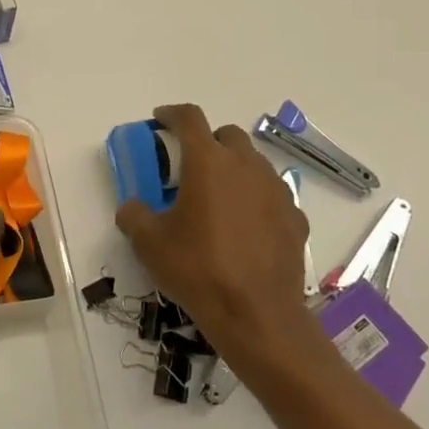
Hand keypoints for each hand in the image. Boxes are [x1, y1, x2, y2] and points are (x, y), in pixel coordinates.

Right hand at [115, 104, 332, 382]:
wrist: (256, 315)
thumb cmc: (197, 269)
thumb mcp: (149, 243)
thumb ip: (134, 215)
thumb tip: (132, 208)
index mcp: (208, 163)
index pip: (189, 119)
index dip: (171, 114)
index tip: (160, 119)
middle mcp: (246, 166)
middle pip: (227, 135)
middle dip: (207, 141)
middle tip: (188, 166)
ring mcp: (276, 191)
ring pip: (253, 163)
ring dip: (233, 169)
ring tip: (217, 199)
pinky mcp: (295, 218)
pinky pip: (272, 196)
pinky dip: (255, 200)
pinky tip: (244, 228)